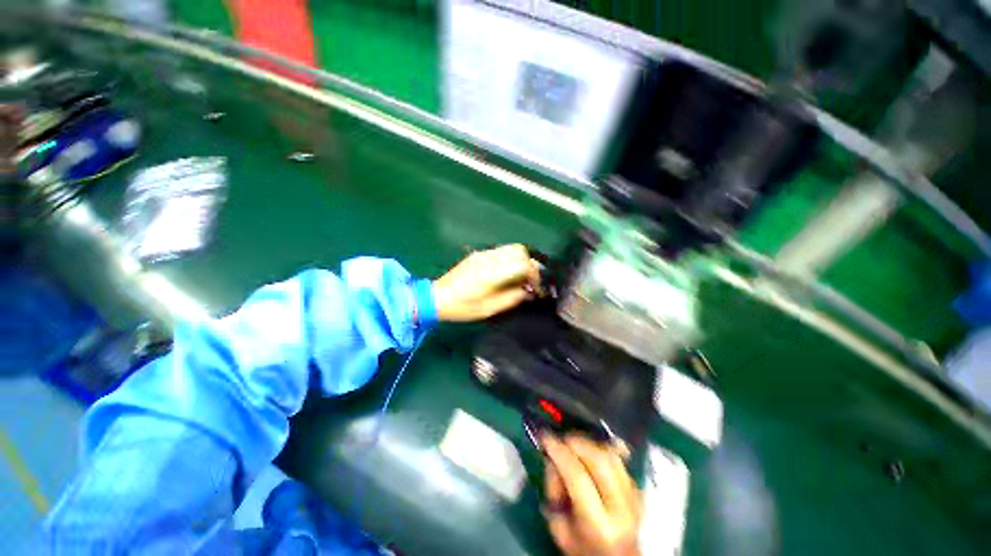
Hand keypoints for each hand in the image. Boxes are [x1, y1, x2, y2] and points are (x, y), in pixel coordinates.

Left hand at [432, 244, 540, 321]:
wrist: (437, 297)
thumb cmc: (462, 307)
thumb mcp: (488, 309)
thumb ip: (511, 299)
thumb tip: (528, 292)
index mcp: (492, 272)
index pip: (522, 263)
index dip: (534, 275)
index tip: (536, 288)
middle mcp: (489, 258)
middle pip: (519, 251)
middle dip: (530, 265)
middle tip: (530, 281)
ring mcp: (483, 254)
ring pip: (510, 248)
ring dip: (520, 261)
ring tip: (520, 278)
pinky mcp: (478, 254)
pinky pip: (501, 251)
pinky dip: (510, 259)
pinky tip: (507, 274)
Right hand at [542, 435, 641, 555]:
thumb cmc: (583, 551)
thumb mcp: (560, 530)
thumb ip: (554, 493)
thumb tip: (552, 460)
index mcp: (599, 525)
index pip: (577, 477)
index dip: (559, 452)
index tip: (545, 439)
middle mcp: (621, 508)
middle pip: (599, 460)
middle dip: (575, 443)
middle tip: (560, 441)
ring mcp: (634, 497)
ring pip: (611, 455)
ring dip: (588, 444)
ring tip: (573, 446)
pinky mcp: (638, 489)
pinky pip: (619, 459)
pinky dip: (601, 448)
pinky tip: (589, 450)